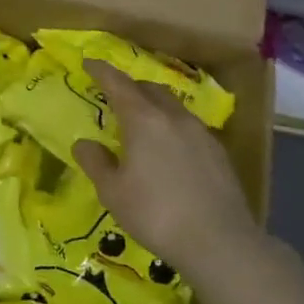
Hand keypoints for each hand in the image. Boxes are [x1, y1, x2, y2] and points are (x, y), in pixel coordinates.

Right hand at [71, 59, 258, 272]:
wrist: (219, 242)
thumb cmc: (156, 214)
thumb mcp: (113, 192)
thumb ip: (96, 162)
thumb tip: (84, 143)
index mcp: (144, 120)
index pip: (119, 84)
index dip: (102, 72)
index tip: (89, 62)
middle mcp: (174, 118)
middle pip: (150, 90)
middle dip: (130, 87)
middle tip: (114, 96)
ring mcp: (201, 133)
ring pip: (173, 107)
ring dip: (154, 106)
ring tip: (142, 124)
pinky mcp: (218, 153)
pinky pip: (189, 128)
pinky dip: (172, 127)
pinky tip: (169, 150)